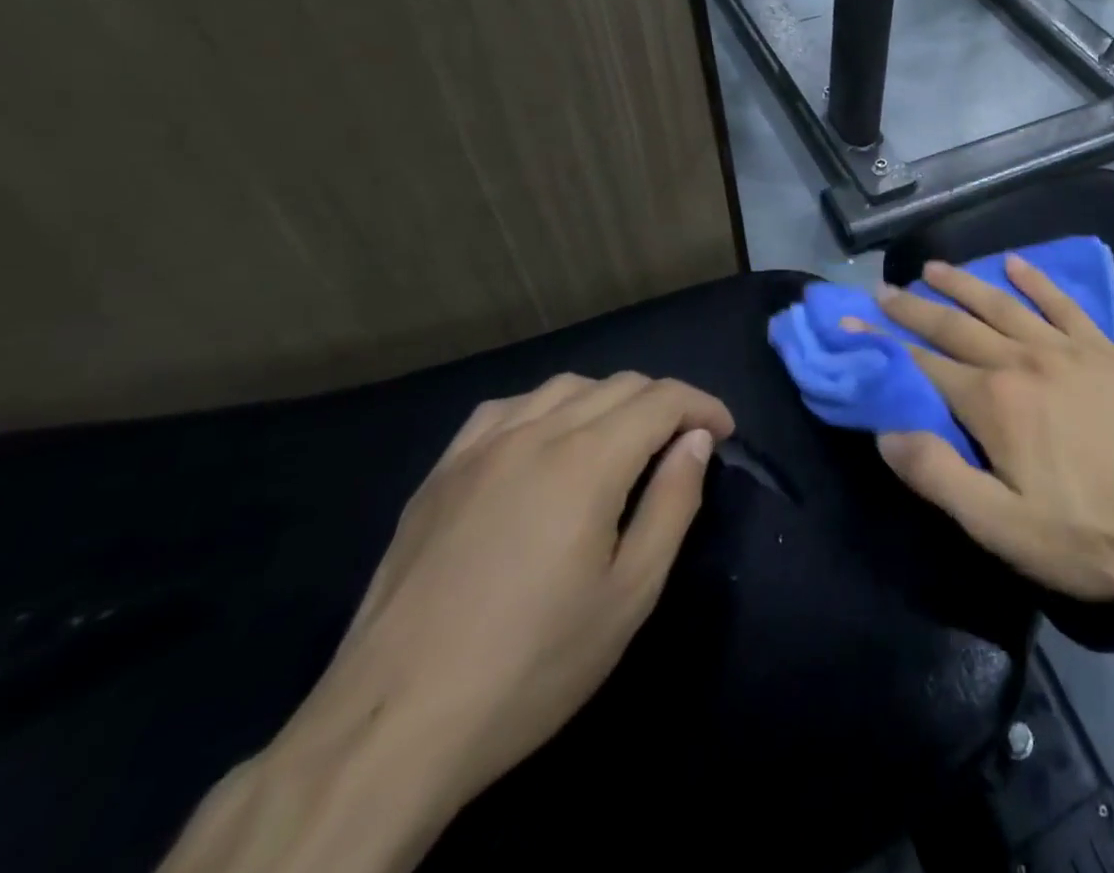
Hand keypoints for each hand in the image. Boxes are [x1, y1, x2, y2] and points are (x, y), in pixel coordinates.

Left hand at [273, 371, 732, 815]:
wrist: (390, 728)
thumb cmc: (532, 664)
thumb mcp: (630, 593)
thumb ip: (673, 503)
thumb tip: (695, 441)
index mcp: (588, 460)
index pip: (663, 399)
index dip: (703, 406)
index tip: (723, 433)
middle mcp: (536, 434)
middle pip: (619, 385)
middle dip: (664, 402)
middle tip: (683, 443)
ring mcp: (480, 449)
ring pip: (563, 387)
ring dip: (609, 399)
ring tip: (622, 440)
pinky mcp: (439, 474)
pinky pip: (504, 409)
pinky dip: (545, 408)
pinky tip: (546, 441)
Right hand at [872, 257, 1113, 608]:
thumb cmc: (1084, 534)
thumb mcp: (1000, 525)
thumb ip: (938, 475)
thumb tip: (887, 431)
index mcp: (993, 402)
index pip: (923, 365)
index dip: (884, 344)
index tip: (854, 322)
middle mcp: (1023, 360)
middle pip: (956, 326)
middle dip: (914, 306)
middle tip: (884, 288)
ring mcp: (1065, 349)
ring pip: (1002, 304)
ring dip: (964, 283)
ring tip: (934, 266)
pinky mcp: (1102, 349)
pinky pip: (1062, 303)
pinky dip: (1035, 281)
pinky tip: (1016, 264)